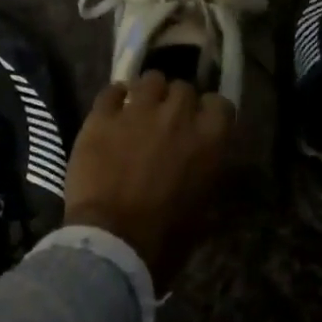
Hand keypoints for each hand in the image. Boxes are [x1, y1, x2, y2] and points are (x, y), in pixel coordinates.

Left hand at [63, 71, 234, 289]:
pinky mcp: (101, 117)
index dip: (210, 113)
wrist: (112, 241)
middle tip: (167, 122)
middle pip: (183, 88)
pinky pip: (111, 90)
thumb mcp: (205, 208)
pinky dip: (114, 98)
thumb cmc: (165, 236)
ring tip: (139, 110)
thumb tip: (205, 165)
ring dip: (148, 93)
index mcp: (209, 139)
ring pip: (150, 80)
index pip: (220, 103)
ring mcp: (137, 111)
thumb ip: (208, 173)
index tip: (202, 124)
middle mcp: (177, 115)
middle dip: (177, 102)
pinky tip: (112, 111)